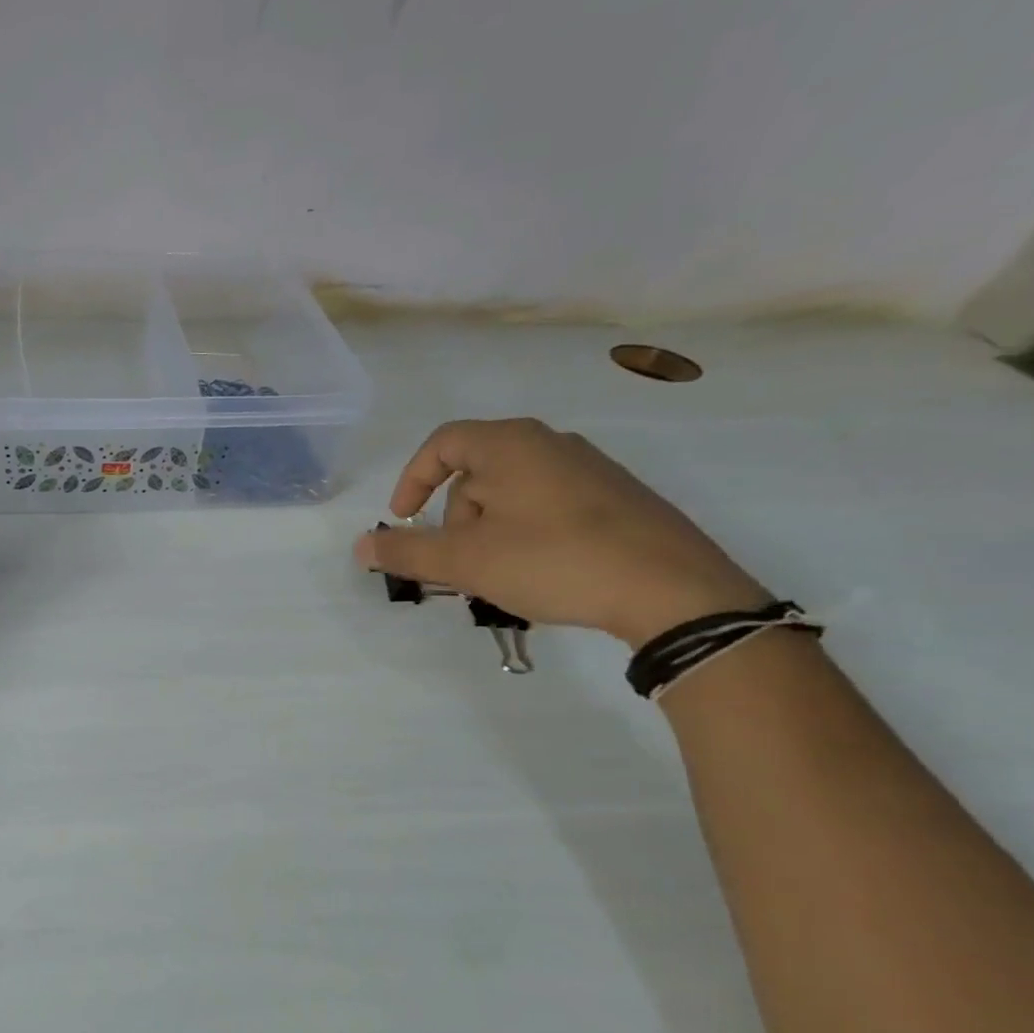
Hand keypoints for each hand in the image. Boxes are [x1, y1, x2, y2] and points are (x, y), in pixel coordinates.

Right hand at [353, 418, 768, 647]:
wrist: (672, 589)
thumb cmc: (552, 561)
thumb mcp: (465, 561)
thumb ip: (407, 552)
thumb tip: (362, 546)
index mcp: (510, 444)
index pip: (441, 444)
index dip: (412, 481)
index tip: (405, 521)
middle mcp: (551, 443)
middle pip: (476, 471)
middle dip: (455, 517)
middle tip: (460, 562)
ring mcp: (590, 468)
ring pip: (512, 491)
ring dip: (489, 529)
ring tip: (500, 573)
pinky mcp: (617, 497)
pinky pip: (548, 504)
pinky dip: (526, 532)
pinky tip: (540, 571)